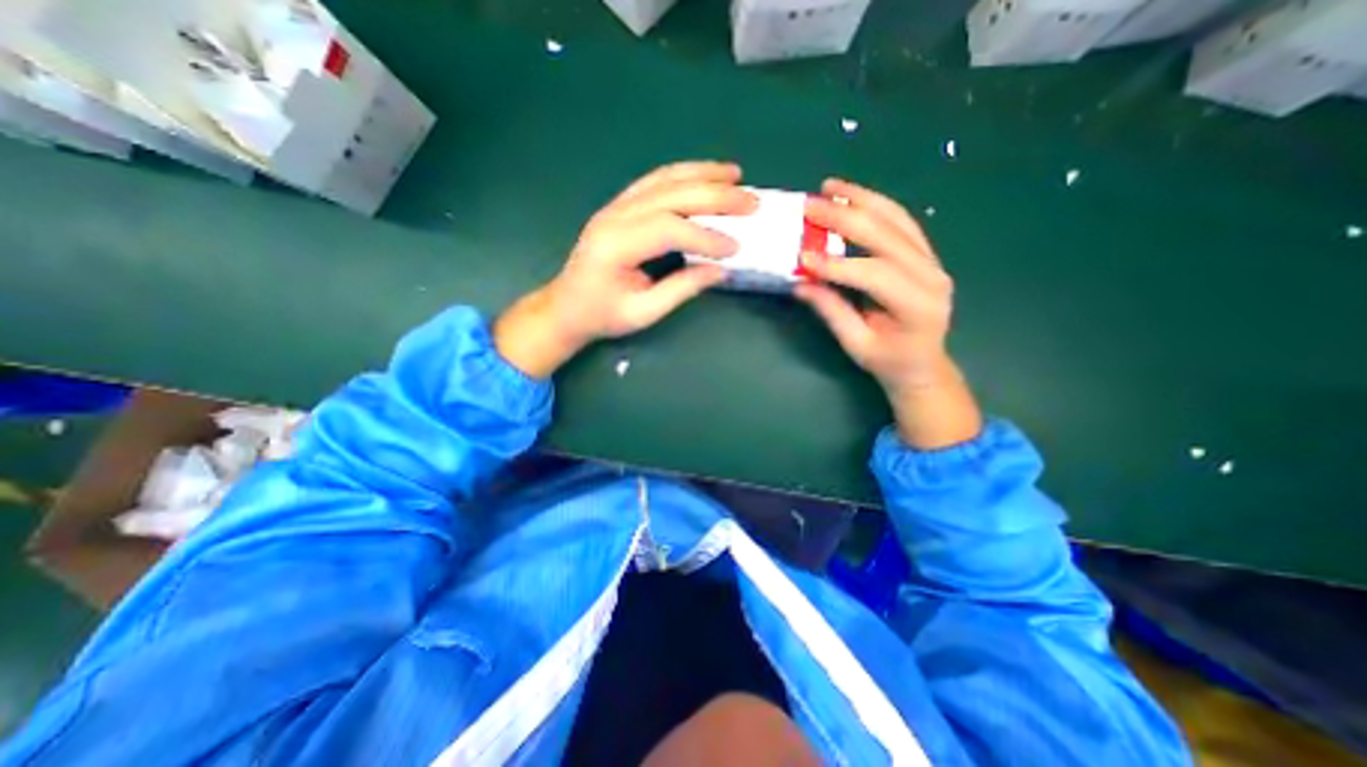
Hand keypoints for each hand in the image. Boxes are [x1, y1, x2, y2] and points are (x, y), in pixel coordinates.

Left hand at [495, 161, 758, 376]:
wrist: (566, 307)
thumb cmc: (602, 315)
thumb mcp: (643, 312)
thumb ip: (682, 289)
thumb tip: (721, 270)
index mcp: (615, 245)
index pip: (668, 228)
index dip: (706, 236)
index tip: (735, 247)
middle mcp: (614, 216)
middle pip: (671, 194)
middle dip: (715, 197)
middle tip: (752, 202)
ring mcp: (615, 206)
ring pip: (664, 179)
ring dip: (703, 174)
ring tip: (736, 175)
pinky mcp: (619, 206)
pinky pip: (654, 181)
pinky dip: (683, 175)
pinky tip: (704, 175)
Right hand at [791, 177, 981, 446]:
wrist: (924, 364)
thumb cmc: (889, 361)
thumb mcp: (856, 344)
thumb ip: (831, 311)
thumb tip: (800, 282)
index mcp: (917, 306)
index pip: (873, 274)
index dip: (836, 264)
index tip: (801, 256)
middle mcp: (931, 276)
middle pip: (886, 235)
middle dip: (844, 218)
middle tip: (810, 205)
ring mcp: (933, 261)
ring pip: (897, 219)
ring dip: (862, 199)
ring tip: (830, 186)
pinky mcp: (926, 254)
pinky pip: (902, 222)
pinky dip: (876, 205)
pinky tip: (854, 196)